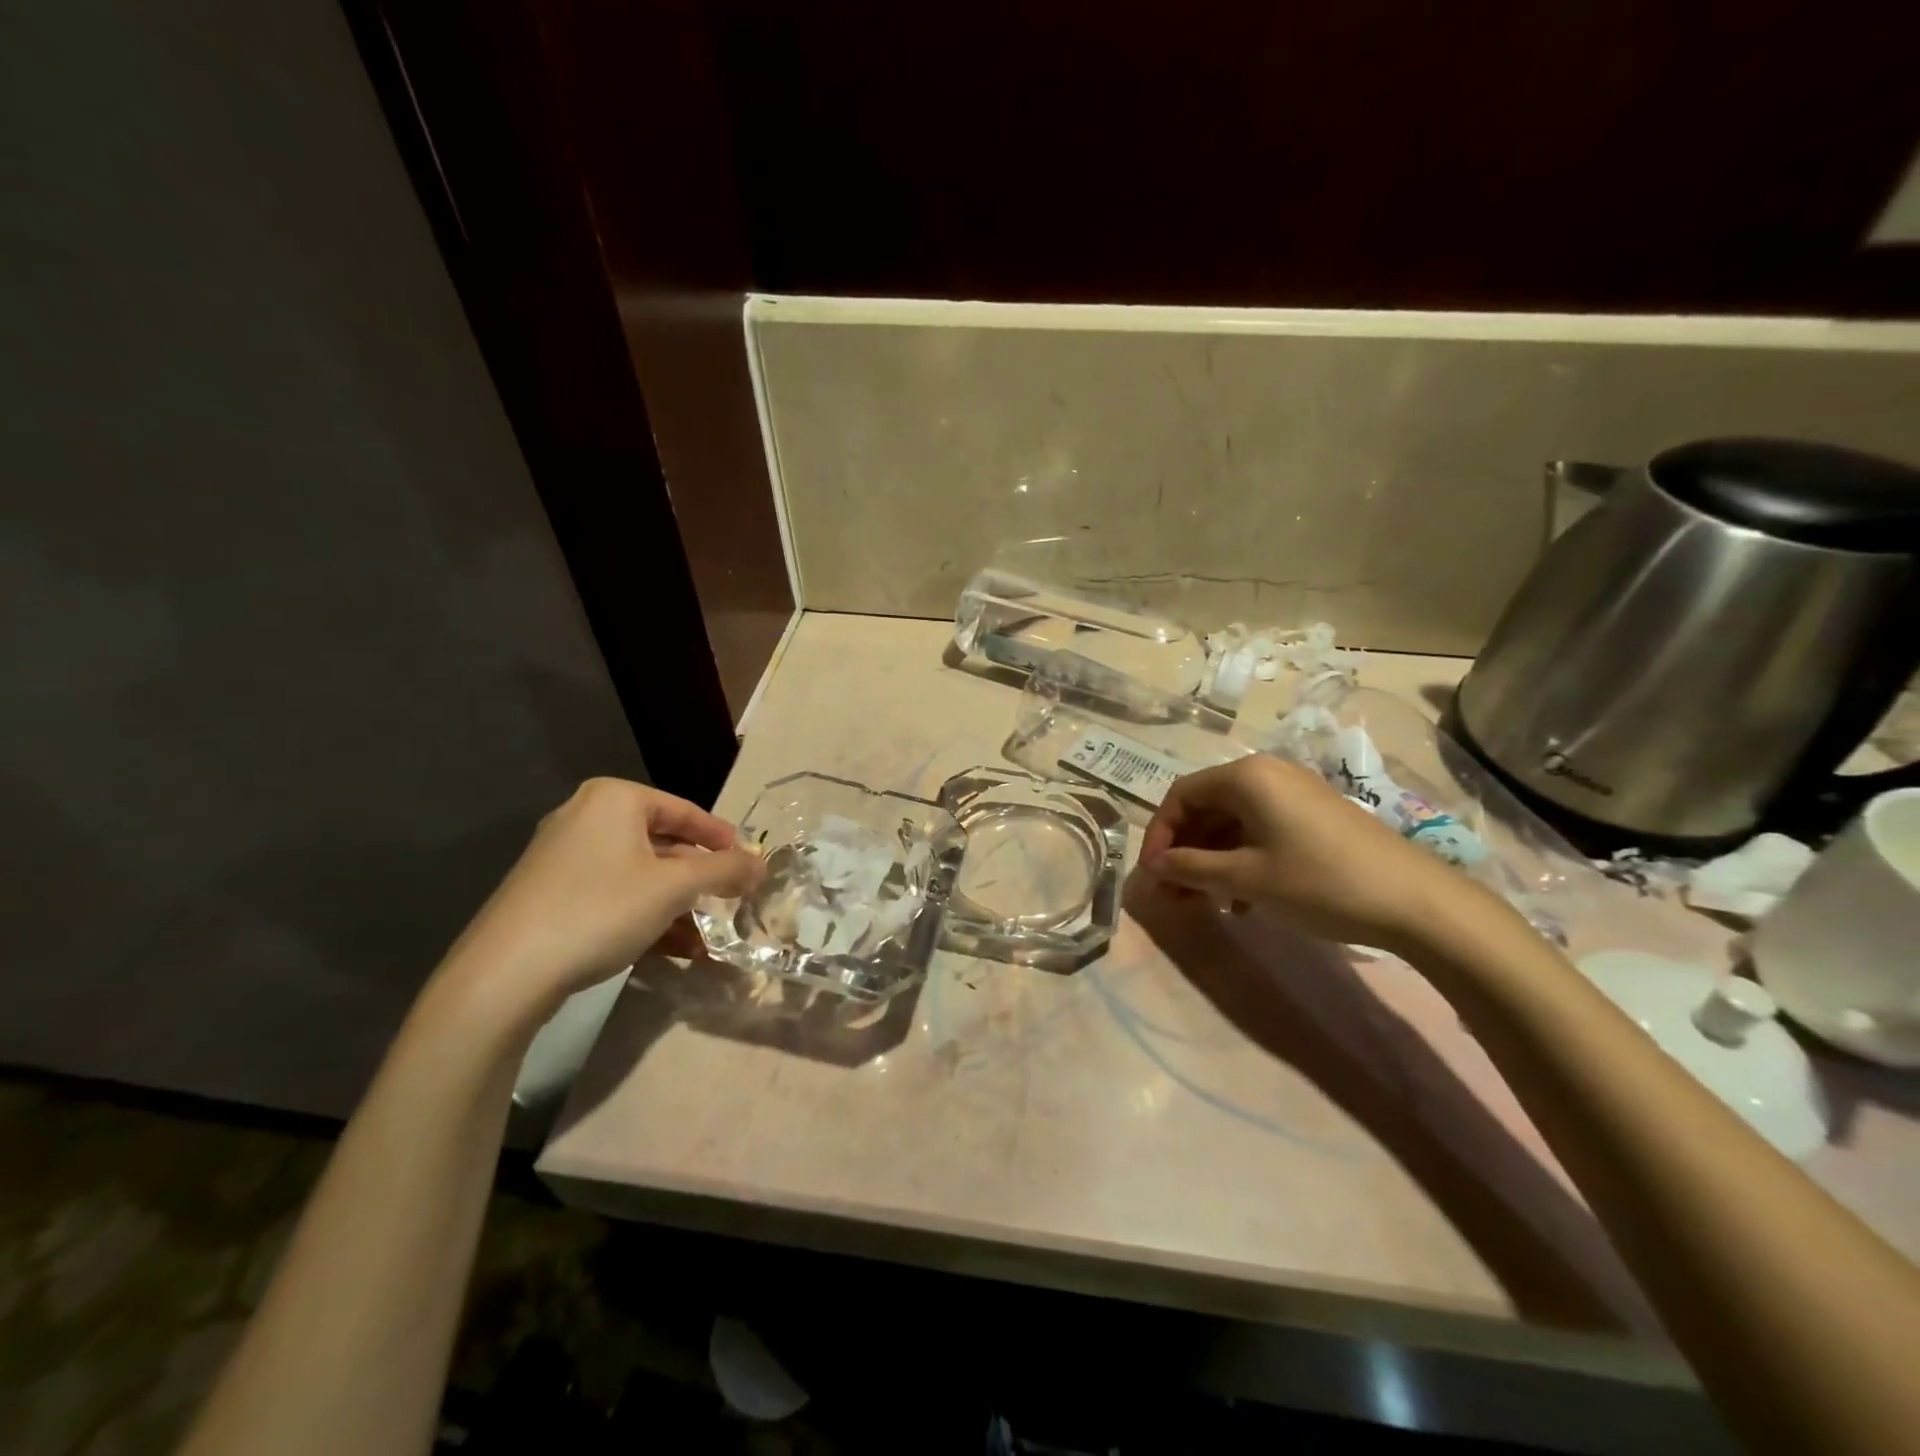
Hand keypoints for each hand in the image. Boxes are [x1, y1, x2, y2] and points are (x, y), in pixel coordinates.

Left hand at [439, 778, 763, 1022]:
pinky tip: (670, 950)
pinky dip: (643, 916)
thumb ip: (724, 870)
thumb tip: (762, 863)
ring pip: (638, 875)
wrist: (504, 974)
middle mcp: (585, 816)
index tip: (749, 864)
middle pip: (662, 843)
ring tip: (706, 937)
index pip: (686, 811)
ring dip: (676, 905)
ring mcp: (562, 856)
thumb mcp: (674, 888)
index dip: (722, 838)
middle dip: (698, 879)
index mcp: (614, 799)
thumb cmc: (600, 910)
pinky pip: (612, 895)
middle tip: (729, 901)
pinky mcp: (548, 893)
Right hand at [1137, 754, 1470, 951]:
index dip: (1159, 835)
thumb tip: (1153, 866)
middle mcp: (1267, 774)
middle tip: (1174, 895)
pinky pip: (1260, 830)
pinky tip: (1242, 901)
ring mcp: (1294, 794)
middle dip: (1184, 852)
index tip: (1153, 876)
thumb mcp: (1247, 878)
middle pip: (1206, 808)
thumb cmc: (1320, 882)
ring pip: (1232, 823)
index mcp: (1246, 777)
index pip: (1180, 796)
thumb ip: (1191, 868)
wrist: (1417, 902)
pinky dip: (1241, 860)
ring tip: (1204, 904)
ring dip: (1210, 860)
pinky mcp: (1314, 816)